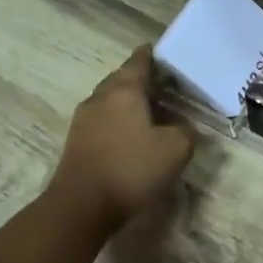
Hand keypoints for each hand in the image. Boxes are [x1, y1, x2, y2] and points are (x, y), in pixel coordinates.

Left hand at [48, 47, 194, 236]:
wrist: (82, 205)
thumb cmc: (132, 168)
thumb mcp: (176, 149)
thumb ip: (186, 130)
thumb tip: (182, 125)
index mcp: (125, 89)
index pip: (140, 60)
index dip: (154, 56)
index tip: (168, 57)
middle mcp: (101, 97)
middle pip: (123, 79)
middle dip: (144, 81)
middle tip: (168, 89)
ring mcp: (84, 119)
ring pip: (112, 101)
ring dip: (131, 104)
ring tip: (154, 115)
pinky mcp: (77, 141)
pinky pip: (104, 120)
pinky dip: (120, 122)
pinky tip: (134, 137)